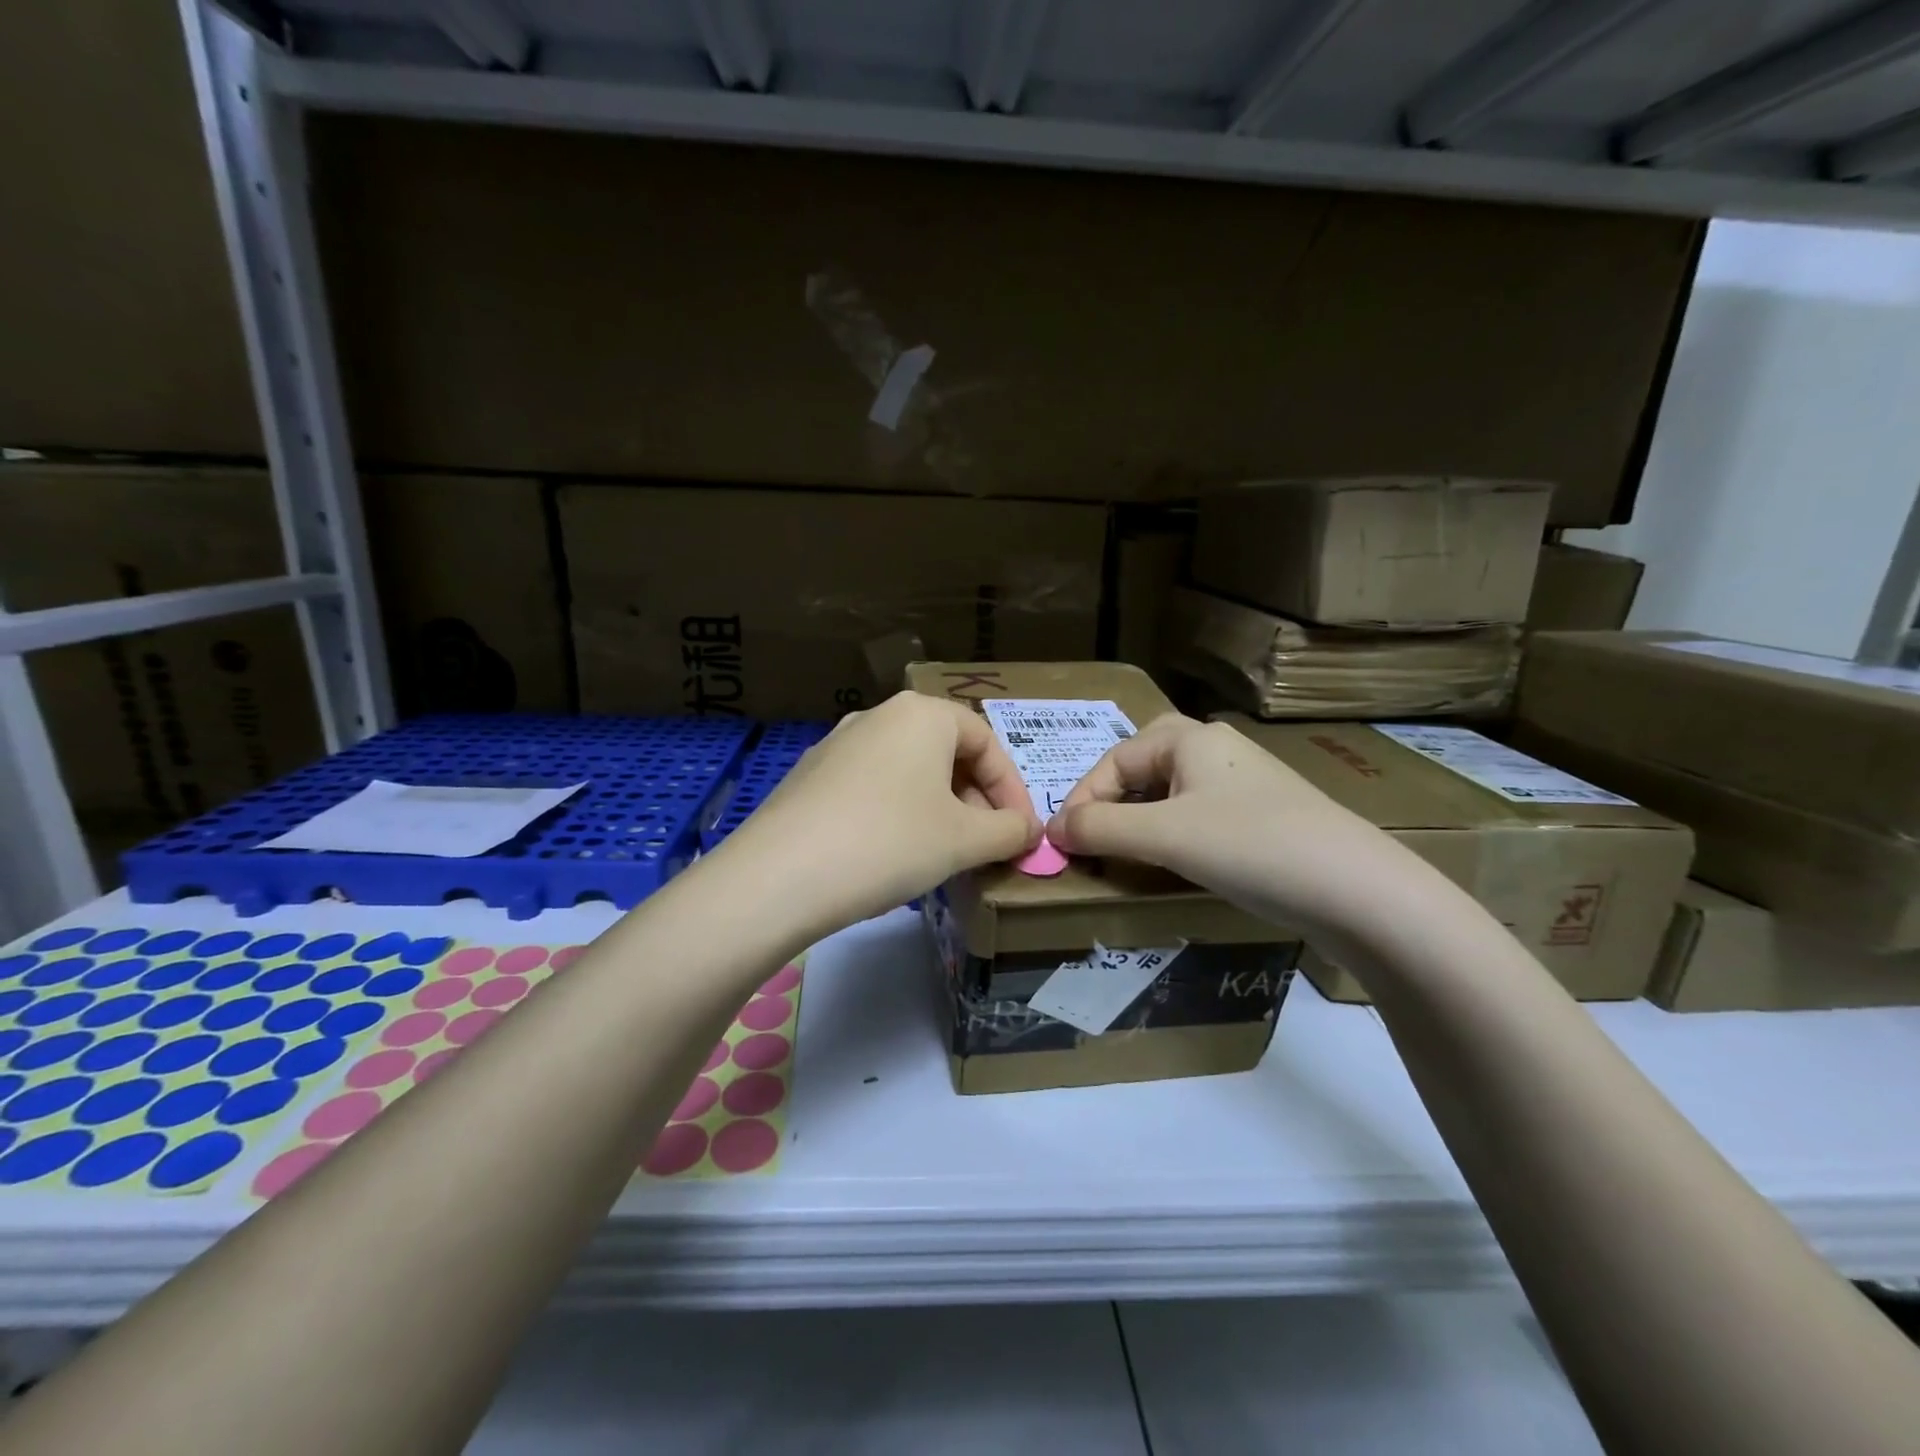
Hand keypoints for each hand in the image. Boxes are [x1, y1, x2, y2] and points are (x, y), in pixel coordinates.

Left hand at [717, 692, 1042, 937]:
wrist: (780, 875)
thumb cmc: (890, 843)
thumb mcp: (964, 841)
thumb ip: (1009, 831)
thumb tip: (1030, 830)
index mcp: (922, 713)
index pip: (987, 743)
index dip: (1013, 790)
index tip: (1021, 833)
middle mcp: (878, 715)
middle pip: (946, 753)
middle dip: (975, 800)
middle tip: (986, 844)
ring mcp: (838, 743)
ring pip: (908, 771)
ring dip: (938, 808)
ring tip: (944, 852)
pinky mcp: (810, 775)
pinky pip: (872, 786)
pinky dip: (898, 813)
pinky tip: (893, 853)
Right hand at [1046, 714, 1430, 939]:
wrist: (1356, 888)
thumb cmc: (1248, 846)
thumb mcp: (1163, 836)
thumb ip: (1100, 828)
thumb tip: (1052, 828)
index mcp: (1189, 738)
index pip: (1115, 760)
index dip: (1082, 799)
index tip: (1064, 842)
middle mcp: (1217, 748)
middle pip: (1144, 767)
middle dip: (1112, 802)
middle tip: (1093, 837)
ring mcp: (1245, 781)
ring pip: (1173, 791)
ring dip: (1142, 819)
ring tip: (1127, 853)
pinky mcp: (1265, 814)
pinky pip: (1200, 812)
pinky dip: (1175, 832)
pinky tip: (1178, 860)